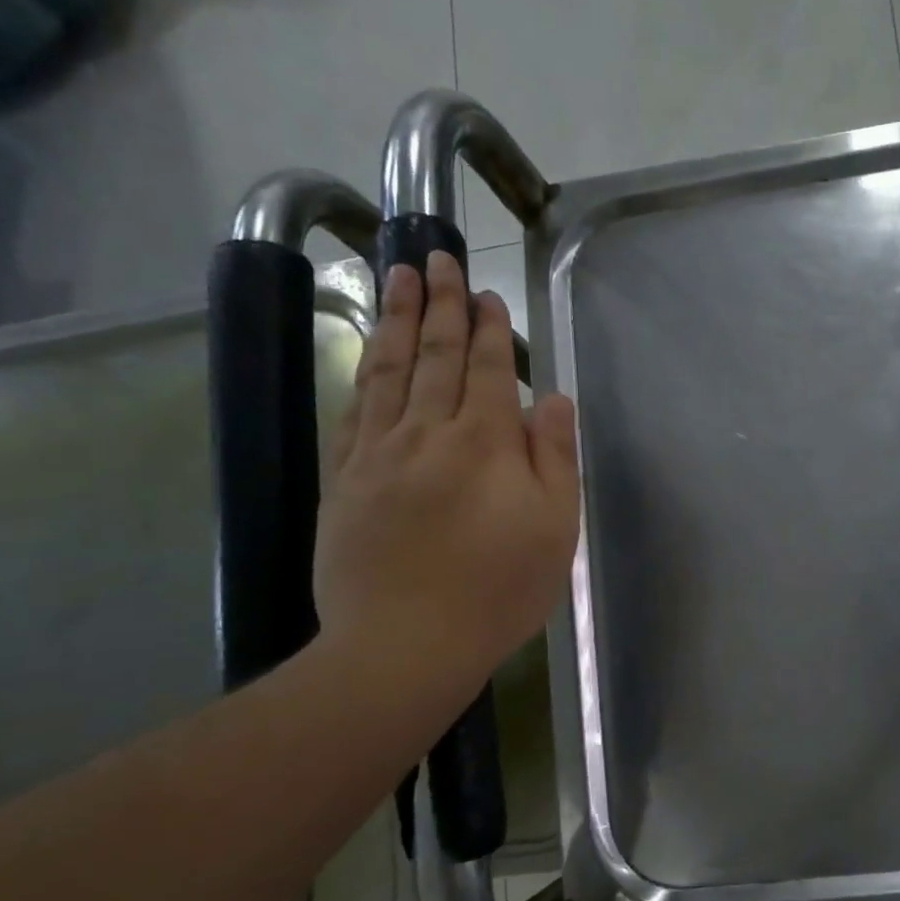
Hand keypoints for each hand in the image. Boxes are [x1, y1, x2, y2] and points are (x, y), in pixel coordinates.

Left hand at [313, 251, 579, 711]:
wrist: (406, 642)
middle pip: (433, 356)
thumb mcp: (554, 527)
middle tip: (437, 258)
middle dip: (440, 305)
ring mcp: (377, 454)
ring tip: (397, 277)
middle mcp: (426, 433)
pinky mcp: (344, 481)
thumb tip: (550, 397)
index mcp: (483, 443)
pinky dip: (364, 374)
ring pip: (388, 371)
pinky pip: (355, 411)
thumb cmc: (499, 589)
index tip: (486, 292)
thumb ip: (554, 457)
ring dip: (396, 320)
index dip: (488, 328)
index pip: (485, 370)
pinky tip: (368, 356)